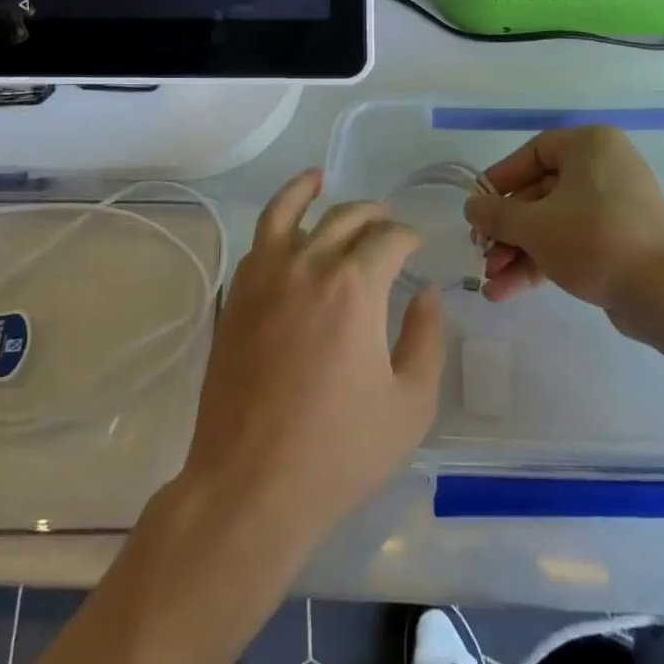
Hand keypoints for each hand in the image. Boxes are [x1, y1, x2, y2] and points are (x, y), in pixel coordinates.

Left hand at [178, 170, 444, 556]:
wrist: (250, 485)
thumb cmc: (339, 451)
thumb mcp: (410, 404)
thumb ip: (427, 339)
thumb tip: (426, 293)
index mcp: (356, 287)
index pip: (388, 238)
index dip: (407, 236)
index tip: (415, 246)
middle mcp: (309, 266)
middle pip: (344, 217)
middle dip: (372, 214)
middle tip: (386, 223)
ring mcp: (264, 278)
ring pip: (287, 212)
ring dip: (308, 190)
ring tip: (319, 178)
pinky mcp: (236, 298)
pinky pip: (257, 242)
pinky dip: (274, 221)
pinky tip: (285, 228)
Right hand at [462, 127, 663, 316]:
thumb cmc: (594, 240)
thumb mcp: (534, 226)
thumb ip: (496, 214)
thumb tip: (472, 207)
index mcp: (590, 146)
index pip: (533, 153)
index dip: (500, 180)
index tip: (477, 207)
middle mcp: (604, 168)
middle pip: (539, 193)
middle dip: (507, 230)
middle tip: (481, 253)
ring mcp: (614, 206)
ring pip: (552, 223)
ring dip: (518, 252)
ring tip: (491, 283)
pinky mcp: (618, 240)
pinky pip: (571, 241)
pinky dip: (541, 262)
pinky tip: (507, 291)